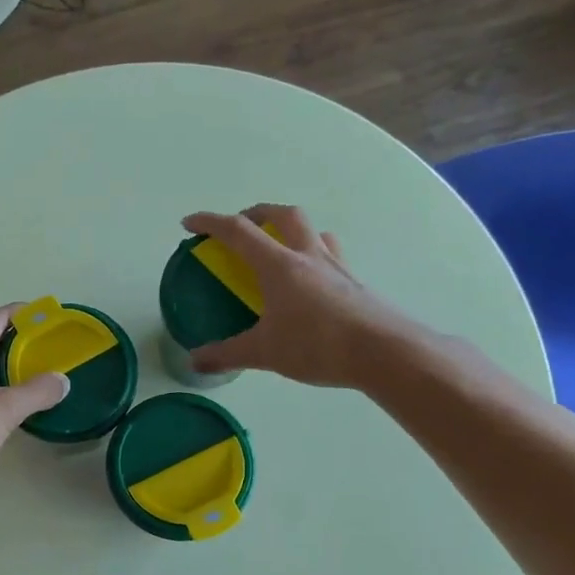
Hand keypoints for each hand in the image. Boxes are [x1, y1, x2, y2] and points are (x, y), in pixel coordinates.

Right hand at [181, 205, 413, 387]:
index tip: (190, 224)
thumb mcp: (264, 352)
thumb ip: (226, 354)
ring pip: (313, 231)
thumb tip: (194, 361)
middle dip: (257, 213)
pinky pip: (330, 257)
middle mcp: (308, 256)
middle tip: (242, 227)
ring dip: (292, 231)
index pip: (238, 231)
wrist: (383, 352)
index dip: (211, 223)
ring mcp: (336, 268)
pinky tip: (311, 283)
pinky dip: (314, 258)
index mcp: (279, 265)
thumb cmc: (317, 344)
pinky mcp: (355, 285)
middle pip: (283, 215)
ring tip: (280, 250)